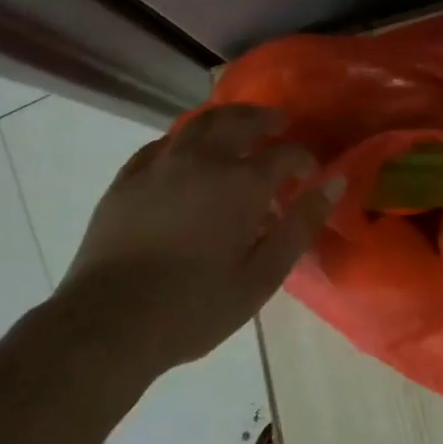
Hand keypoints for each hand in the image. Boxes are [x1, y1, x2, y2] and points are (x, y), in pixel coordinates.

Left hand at [51, 106, 338, 378]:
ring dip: (226, 118)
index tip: (310, 172)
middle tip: (279, 124)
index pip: (284, 153)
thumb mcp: (262, 276)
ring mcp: (161, 165)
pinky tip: (185, 151)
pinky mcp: (127, 179)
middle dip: (265, 119)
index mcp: (241, 183)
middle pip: (240, 121)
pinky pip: (161, 144)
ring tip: (238, 125)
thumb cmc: (194, 307)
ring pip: (199, 123)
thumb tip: (334, 183)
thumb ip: (301, 225)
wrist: (107, 325)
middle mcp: (203, 160)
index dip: (303, 158)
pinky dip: (183, 139)